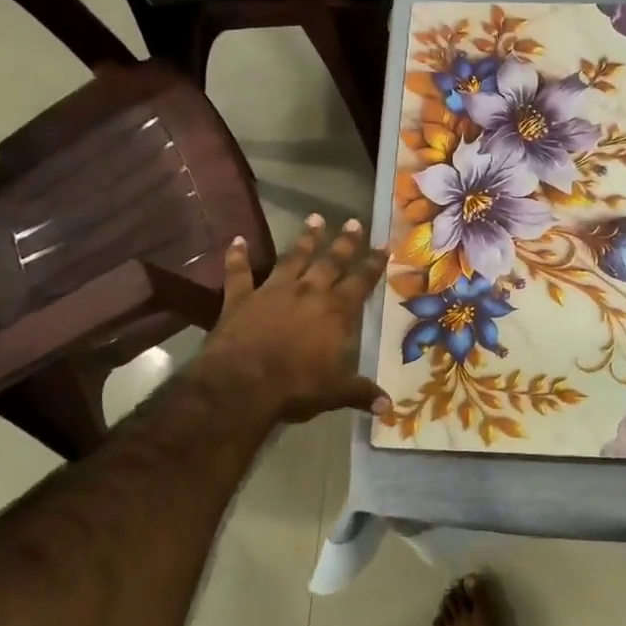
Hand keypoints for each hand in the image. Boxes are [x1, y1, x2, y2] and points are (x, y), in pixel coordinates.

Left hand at [197, 214, 389, 423]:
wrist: (243, 383)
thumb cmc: (296, 386)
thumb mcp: (335, 392)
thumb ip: (360, 393)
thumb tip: (388, 407)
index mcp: (336, 312)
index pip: (361, 282)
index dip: (373, 264)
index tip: (383, 245)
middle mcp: (308, 293)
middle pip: (330, 262)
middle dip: (344, 242)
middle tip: (354, 221)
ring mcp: (272, 292)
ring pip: (292, 258)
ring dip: (305, 239)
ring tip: (314, 218)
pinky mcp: (241, 298)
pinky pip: (239, 272)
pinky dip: (237, 256)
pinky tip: (237, 239)